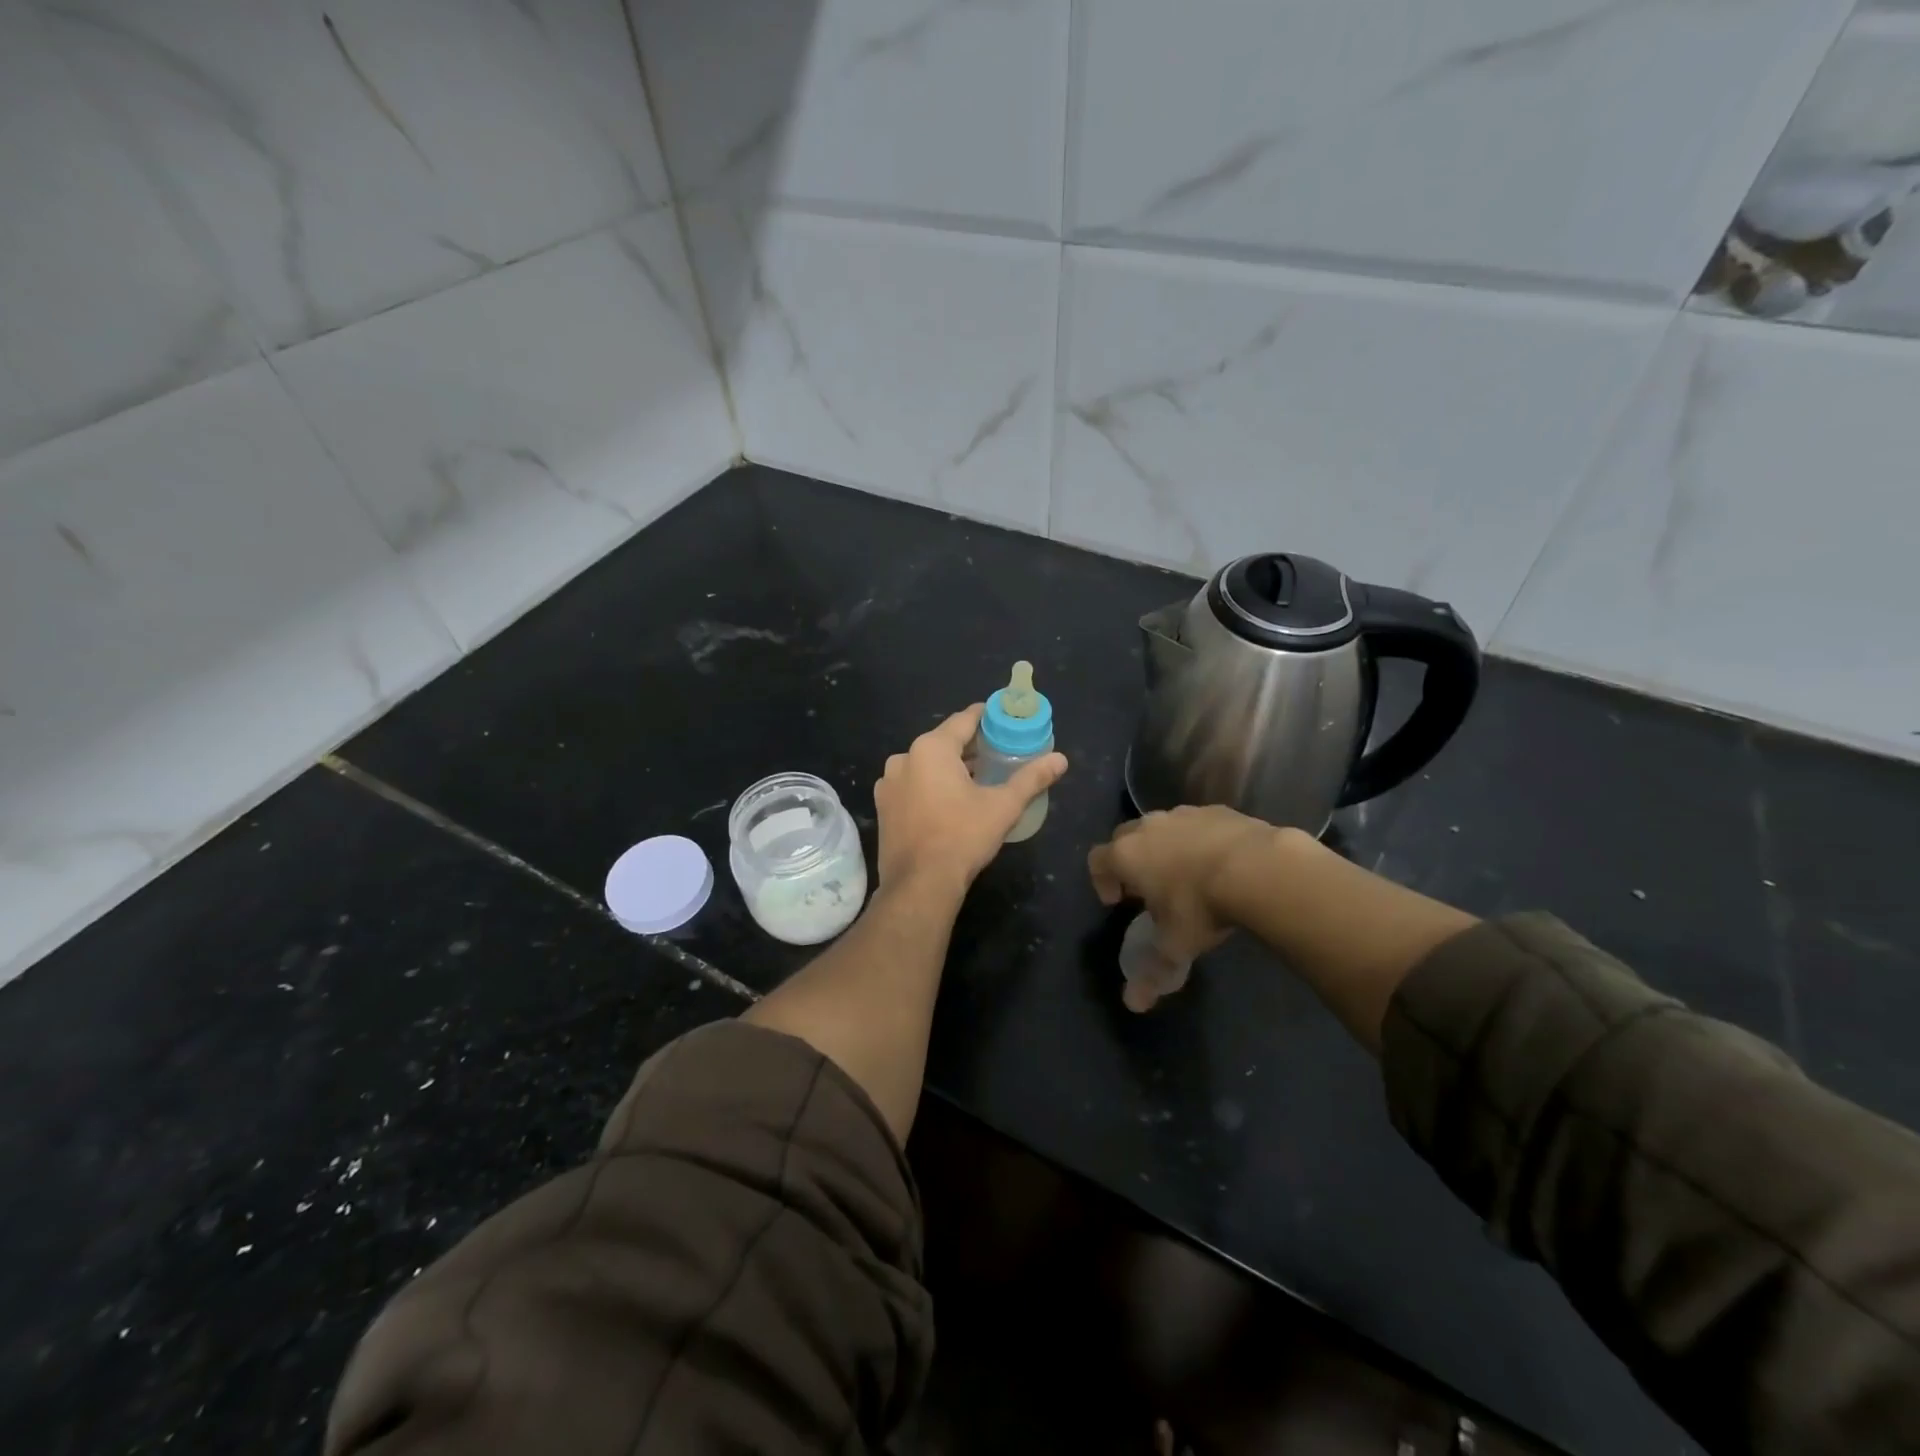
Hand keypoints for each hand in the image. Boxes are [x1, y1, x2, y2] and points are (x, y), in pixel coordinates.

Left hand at [874, 704, 1067, 893]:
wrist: (920, 884)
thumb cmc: (963, 837)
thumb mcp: (1003, 806)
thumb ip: (1031, 778)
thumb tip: (1061, 759)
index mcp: (931, 748)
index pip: (964, 720)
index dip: (986, 717)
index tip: (1003, 720)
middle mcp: (904, 758)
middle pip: (943, 742)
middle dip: (969, 746)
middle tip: (997, 753)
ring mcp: (888, 783)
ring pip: (925, 765)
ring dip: (949, 768)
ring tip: (976, 779)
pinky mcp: (883, 807)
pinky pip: (912, 785)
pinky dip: (930, 786)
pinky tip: (948, 802)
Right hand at [1088, 805, 1275, 1010]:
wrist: (1258, 868)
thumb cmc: (1201, 906)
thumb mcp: (1175, 946)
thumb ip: (1151, 972)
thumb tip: (1132, 1004)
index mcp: (1127, 854)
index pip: (1097, 860)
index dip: (1101, 881)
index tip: (1117, 902)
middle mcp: (1148, 827)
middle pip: (1125, 837)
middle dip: (1131, 861)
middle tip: (1149, 889)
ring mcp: (1184, 814)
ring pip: (1163, 828)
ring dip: (1166, 848)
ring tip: (1188, 877)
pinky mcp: (1218, 810)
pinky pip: (1198, 824)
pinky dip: (1201, 841)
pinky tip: (1222, 864)